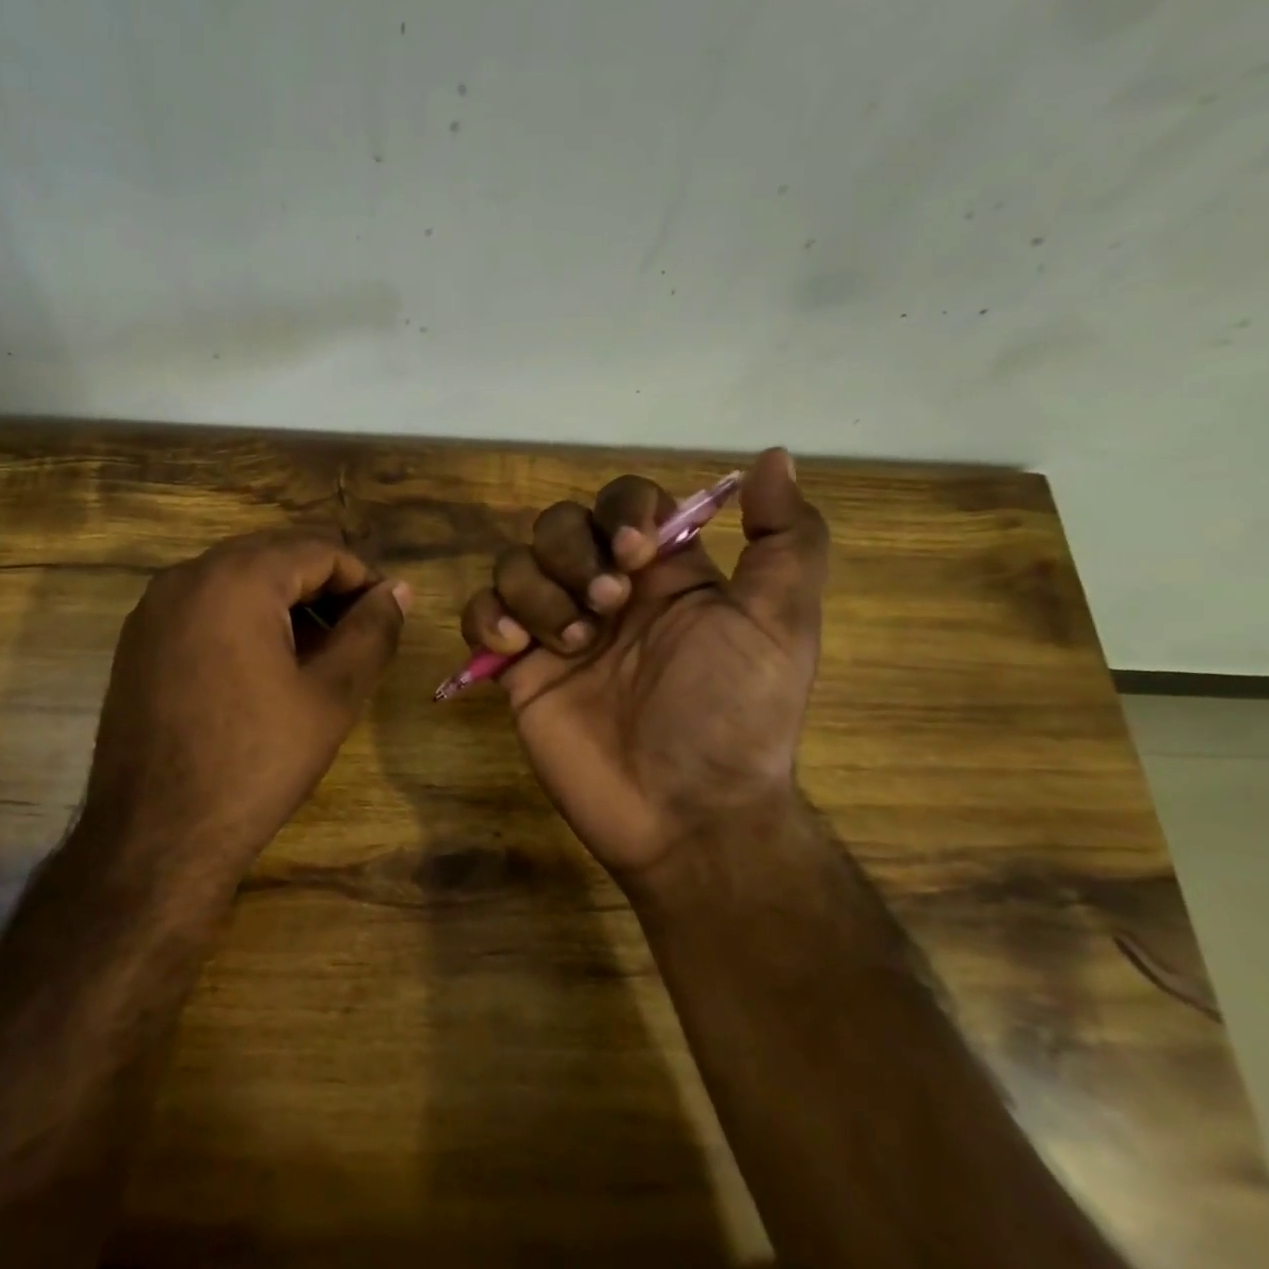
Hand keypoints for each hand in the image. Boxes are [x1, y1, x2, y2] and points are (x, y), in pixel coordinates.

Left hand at [85, 529, 410, 886]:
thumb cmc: (255, 762)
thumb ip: (371, 632)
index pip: (318, 549)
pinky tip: (264, 666)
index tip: (387, 616)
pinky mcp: (138, 640)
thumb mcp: (331, 696)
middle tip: (356, 635)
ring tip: (317, 653)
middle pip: (274, 556)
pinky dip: (243, 618)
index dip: (363, 578)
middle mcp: (187, 576)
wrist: (156, 837)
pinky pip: (204, 606)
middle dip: (323, 587)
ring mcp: (154, 607)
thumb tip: (399, 590)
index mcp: (236, 579)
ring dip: (284, 602)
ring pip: (237, 579)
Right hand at [459, 449, 827, 892]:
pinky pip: (480, 614)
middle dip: (573, 555)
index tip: (635, 553)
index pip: (624, 501)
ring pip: (515, 564)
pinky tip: (515, 649)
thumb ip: (787, 540)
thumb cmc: (732, 715)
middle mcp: (606, 592)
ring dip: (536, 592)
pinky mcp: (517, 669)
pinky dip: (487, 619)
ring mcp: (555, 629)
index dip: (620, 511)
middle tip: (607, 608)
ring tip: (571, 644)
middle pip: (558, 525)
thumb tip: (773, 456)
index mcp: (664, 573)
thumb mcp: (779, 625)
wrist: (684, 813)